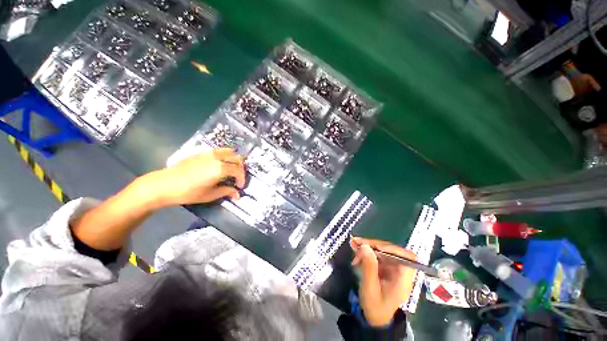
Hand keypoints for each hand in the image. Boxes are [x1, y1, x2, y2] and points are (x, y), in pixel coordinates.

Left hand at [145, 148, 245, 206]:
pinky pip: (219, 151)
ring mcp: (209, 153)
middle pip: (237, 159)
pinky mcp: (201, 152)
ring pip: (229, 151)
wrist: (165, 184)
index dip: (242, 179)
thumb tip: (238, 195)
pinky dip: (225, 156)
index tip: (240, 187)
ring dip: (234, 159)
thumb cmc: (188, 192)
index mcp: (220, 169)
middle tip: (238, 177)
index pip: (238, 170)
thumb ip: (226, 192)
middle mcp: (217, 158)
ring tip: (232, 168)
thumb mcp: (210, 195)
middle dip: (241, 168)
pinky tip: (220, 164)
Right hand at [350, 237, 416, 326]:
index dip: (393, 249)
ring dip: (367, 246)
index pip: (407, 257)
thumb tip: (365, 246)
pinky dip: (366, 250)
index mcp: (403, 279)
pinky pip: (376, 253)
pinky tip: (355, 250)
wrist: (374, 317)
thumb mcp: (370, 289)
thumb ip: (369, 267)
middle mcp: (400, 270)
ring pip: (382, 250)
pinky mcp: (384, 266)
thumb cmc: (375, 307)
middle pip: (391, 250)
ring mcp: (392, 267)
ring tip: (353, 244)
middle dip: (373, 245)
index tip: (376, 248)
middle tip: (357, 242)